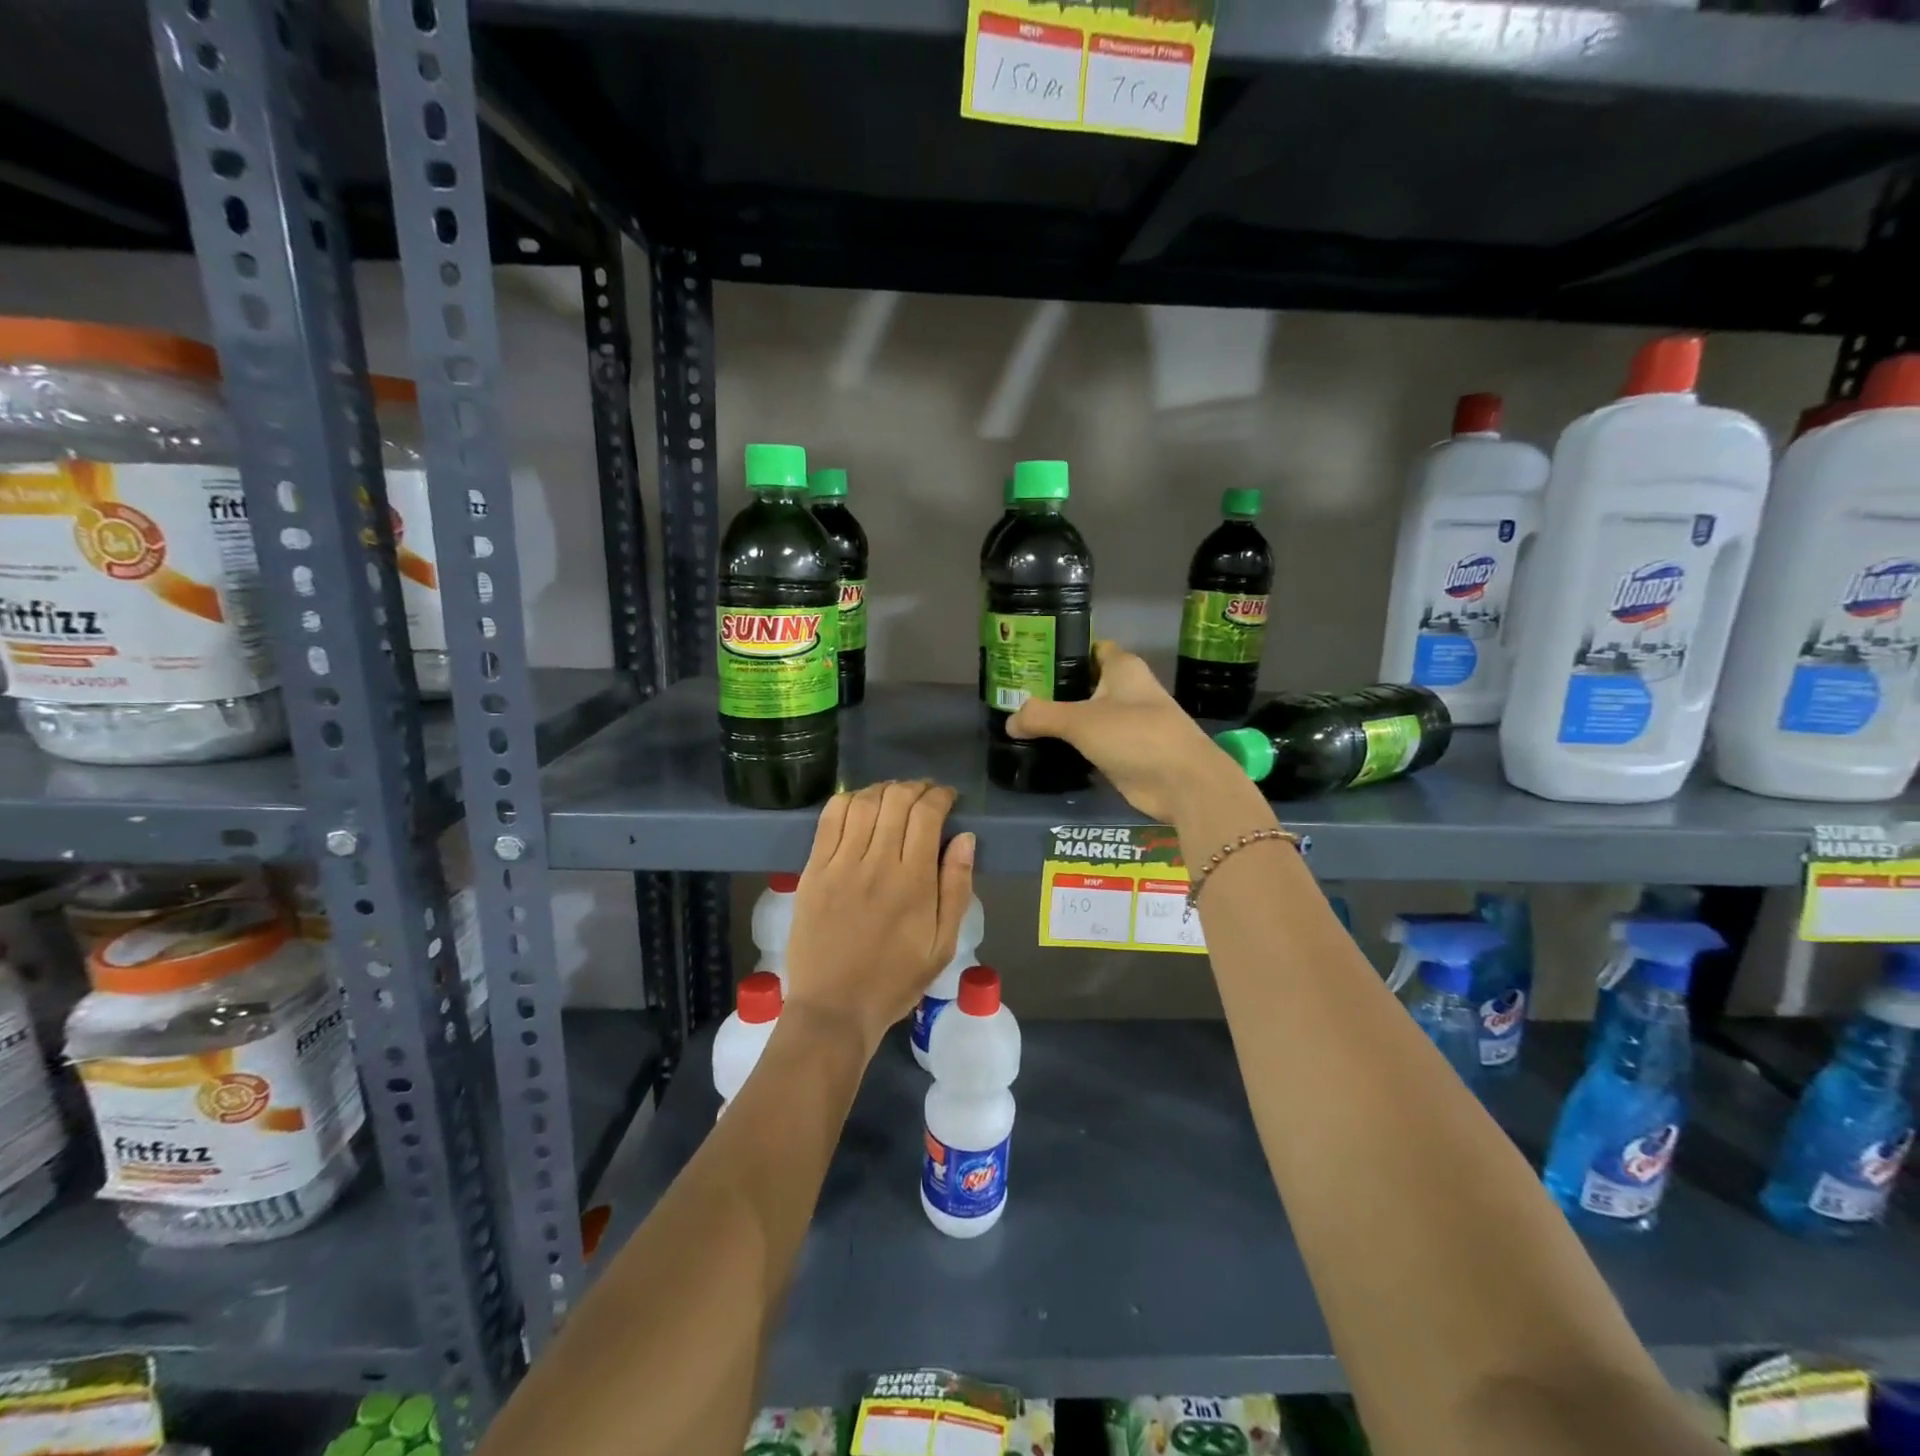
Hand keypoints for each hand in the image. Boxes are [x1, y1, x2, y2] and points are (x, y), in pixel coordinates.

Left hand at [782, 781, 976, 1055]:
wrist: (833, 1009)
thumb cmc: (895, 980)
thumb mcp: (943, 944)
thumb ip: (957, 888)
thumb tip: (966, 838)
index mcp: (914, 881)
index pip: (927, 815)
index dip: (940, 796)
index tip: (947, 798)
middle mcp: (877, 863)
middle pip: (896, 800)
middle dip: (915, 788)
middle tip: (924, 794)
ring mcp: (840, 864)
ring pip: (863, 803)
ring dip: (883, 790)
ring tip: (894, 796)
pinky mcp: (813, 870)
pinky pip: (829, 819)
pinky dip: (847, 801)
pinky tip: (858, 804)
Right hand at [1008, 641, 1251, 823]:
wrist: (1182, 783)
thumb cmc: (1135, 735)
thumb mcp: (1080, 721)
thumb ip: (1041, 716)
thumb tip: (1009, 721)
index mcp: (1123, 668)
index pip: (1090, 648)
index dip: (1062, 651)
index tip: (1029, 659)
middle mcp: (1127, 690)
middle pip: (1084, 683)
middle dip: (1053, 689)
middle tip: (1014, 695)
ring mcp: (1127, 723)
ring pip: (1086, 715)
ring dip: (1061, 721)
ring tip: (1022, 722)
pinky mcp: (1125, 752)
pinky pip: (1091, 743)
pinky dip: (1072, 746)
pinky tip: (1044, 750)